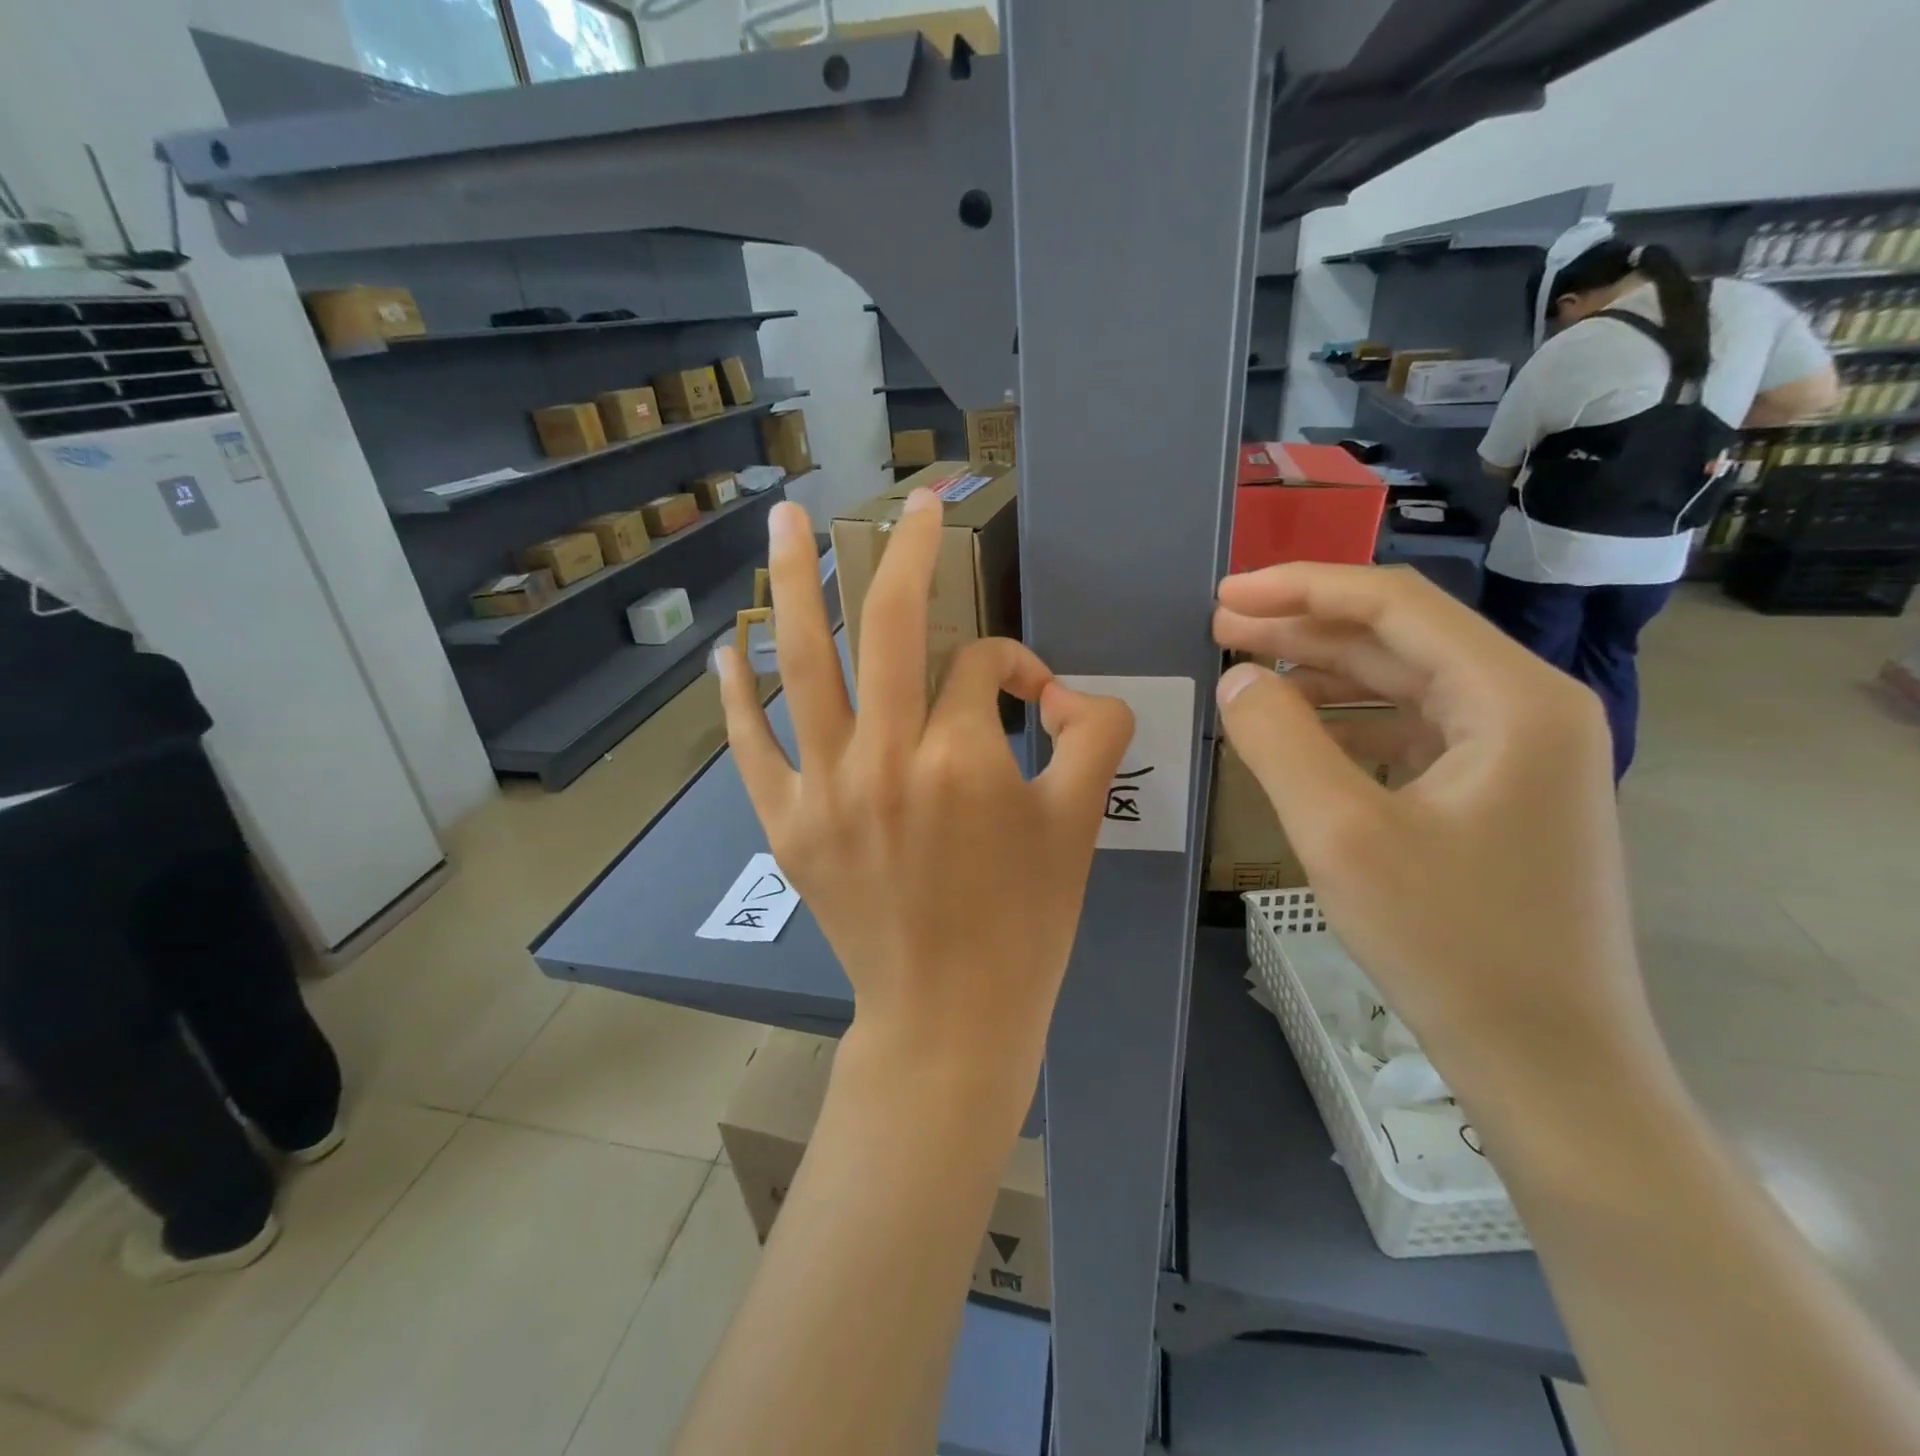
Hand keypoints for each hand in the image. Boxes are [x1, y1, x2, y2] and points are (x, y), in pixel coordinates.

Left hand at [717, 491, 1133, 1118]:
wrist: (948, 1018)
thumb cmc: (1024, 925)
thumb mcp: (1080, 824)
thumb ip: (1095, 736)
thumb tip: (1074, 691)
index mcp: (962, 758)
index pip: (986, 666)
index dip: (1019, 666)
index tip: (1035, 699)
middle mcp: (884, 757)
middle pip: (885, 624)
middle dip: (902, 550)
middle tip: (909, 500)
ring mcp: (823, 789)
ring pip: (801, 662)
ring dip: (792, 581)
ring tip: (782, 516)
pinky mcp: (785, 824)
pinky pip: (749, 744)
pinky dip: (733, 692)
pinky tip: (725, 646)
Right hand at [1212, 564, 1665, 1123]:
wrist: (1548, 1061)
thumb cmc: (1450, 944)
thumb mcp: (1342, 835)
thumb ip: (1278, 741)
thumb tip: (1237, 677)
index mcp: (1513, 698)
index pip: (1395, 605)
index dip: (1301, 588)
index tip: (1226, 595)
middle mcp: (1528, 707)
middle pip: (1399, 638)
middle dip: (1303, 628)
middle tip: (1220, 627)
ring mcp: (1518, 752)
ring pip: (1402, 683)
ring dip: (1321, 674)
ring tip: (1245, 673)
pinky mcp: (1498, 792)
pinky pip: (1410, 731)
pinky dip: (1347, 722)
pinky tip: (1297, 734)